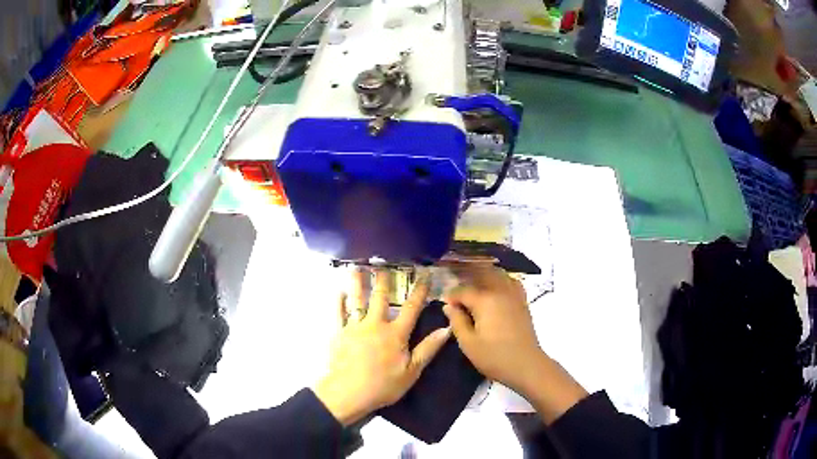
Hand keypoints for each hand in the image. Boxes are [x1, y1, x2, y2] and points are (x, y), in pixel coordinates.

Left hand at [314, 269, 450, 425]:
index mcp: (395, 334)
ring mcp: (355, 328)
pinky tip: (339, 292)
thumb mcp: (412, 371)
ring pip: (357, 301)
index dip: (419, 291)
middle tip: (382, 264)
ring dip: (358, 283)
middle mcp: (375, 325)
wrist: (348, 392)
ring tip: (356, 268)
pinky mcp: (339, 334)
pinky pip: (338, 314)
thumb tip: (446, 328)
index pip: (411, 308)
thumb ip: (428, 349)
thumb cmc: (383, 385)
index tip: (425, 275)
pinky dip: (339, 302)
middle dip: (384, 281)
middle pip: (381, 298)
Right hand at [441, 266, 543, 392]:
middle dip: (467, 279)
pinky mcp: (523, 302)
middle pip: (482, 275)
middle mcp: (500, 292)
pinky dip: (502, 281)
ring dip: (485, 277)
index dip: (451, 296)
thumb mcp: (468, 343)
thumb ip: (457, 321)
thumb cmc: (494, 357)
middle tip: (458, 294)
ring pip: (498, 275)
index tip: (445, 305)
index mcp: (485, 301)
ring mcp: (514, 295)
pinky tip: (496, 290)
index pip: (463, 291)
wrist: (526, 365)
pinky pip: (511, 282)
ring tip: (475, 288)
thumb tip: (448, 306)